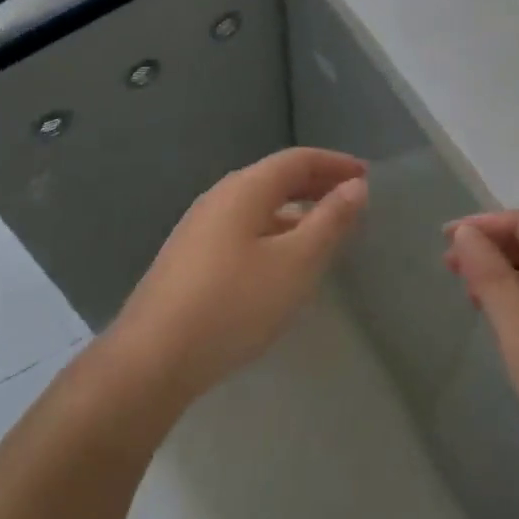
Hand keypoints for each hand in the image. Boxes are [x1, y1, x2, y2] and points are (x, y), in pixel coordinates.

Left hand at [108, 148, 367, 411]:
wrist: (152, 358)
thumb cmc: (234, 304)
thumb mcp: (295, 264)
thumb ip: (329, 222)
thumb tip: (355, 186)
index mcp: (244, 189)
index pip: (297, 160)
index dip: (334, 163)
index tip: (366, 175)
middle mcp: (219, 197)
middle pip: (275, 178)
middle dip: (316, 183)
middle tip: (351, 198)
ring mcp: (199, 227)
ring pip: (258, 205)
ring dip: (295, 208)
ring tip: (324, 230)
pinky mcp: (190, 257)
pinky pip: (243, 227)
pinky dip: (273, 229)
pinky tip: (281, 261)